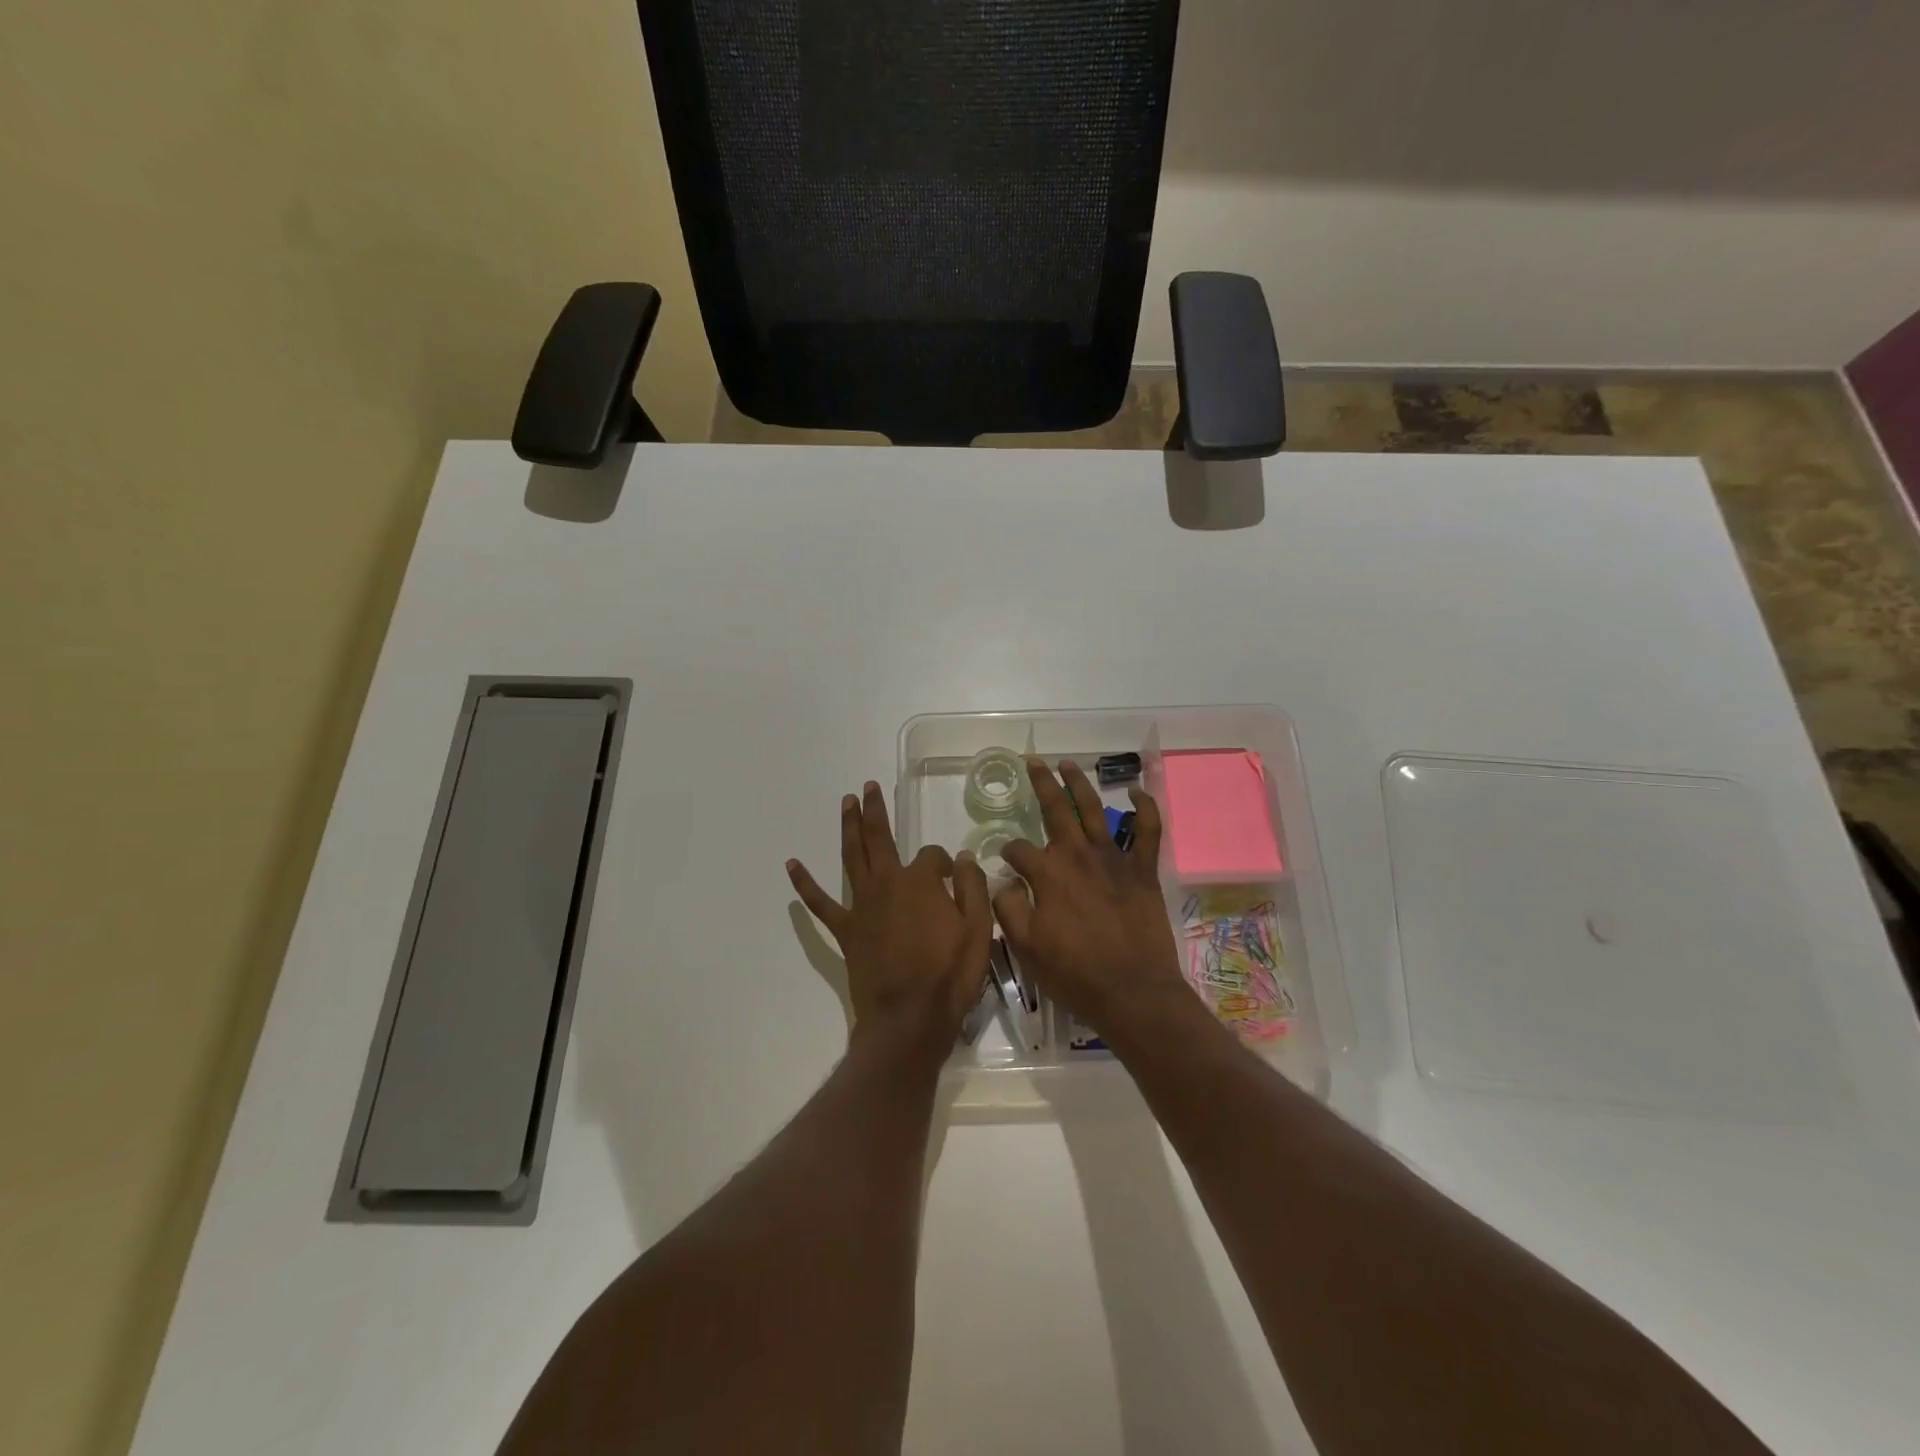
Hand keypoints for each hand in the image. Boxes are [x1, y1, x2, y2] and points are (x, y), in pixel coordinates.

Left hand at [788, 781, 993, 1054]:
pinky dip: (805, 883)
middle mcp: (887, 883)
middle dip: (875, 811)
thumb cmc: (949, 975)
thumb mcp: (979, 929)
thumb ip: (972, 887)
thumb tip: (963, 858)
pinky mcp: (846, 929)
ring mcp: (862, 905)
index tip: (953, 879)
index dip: (945, 864)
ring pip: (852, 856)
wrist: (909, 1019)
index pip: (933, 856)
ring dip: (849, 827)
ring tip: (847, 802)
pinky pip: (820, 903)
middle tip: (868, 787)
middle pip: (880, 838)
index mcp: (921, 881)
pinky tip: (792, 864)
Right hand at [992, 759, 1192, 1050]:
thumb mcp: (1026, 947)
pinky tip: (1137, 791)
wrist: (1132, 993)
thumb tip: (1003, 882)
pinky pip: (1148, 831)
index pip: (1018, 850)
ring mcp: (1113, 859)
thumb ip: (1009, 908)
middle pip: (1055, 809)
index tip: (1005, 863)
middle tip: (1033, 761)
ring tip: (1069, 763)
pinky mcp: (1142, 871)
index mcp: (1047, 873)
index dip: (1008, 854)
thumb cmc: (1074, 973)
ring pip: (1094, 810)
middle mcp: (1077, 855)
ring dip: (1080, 784)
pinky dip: (1145, 808)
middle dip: (1041, 784)